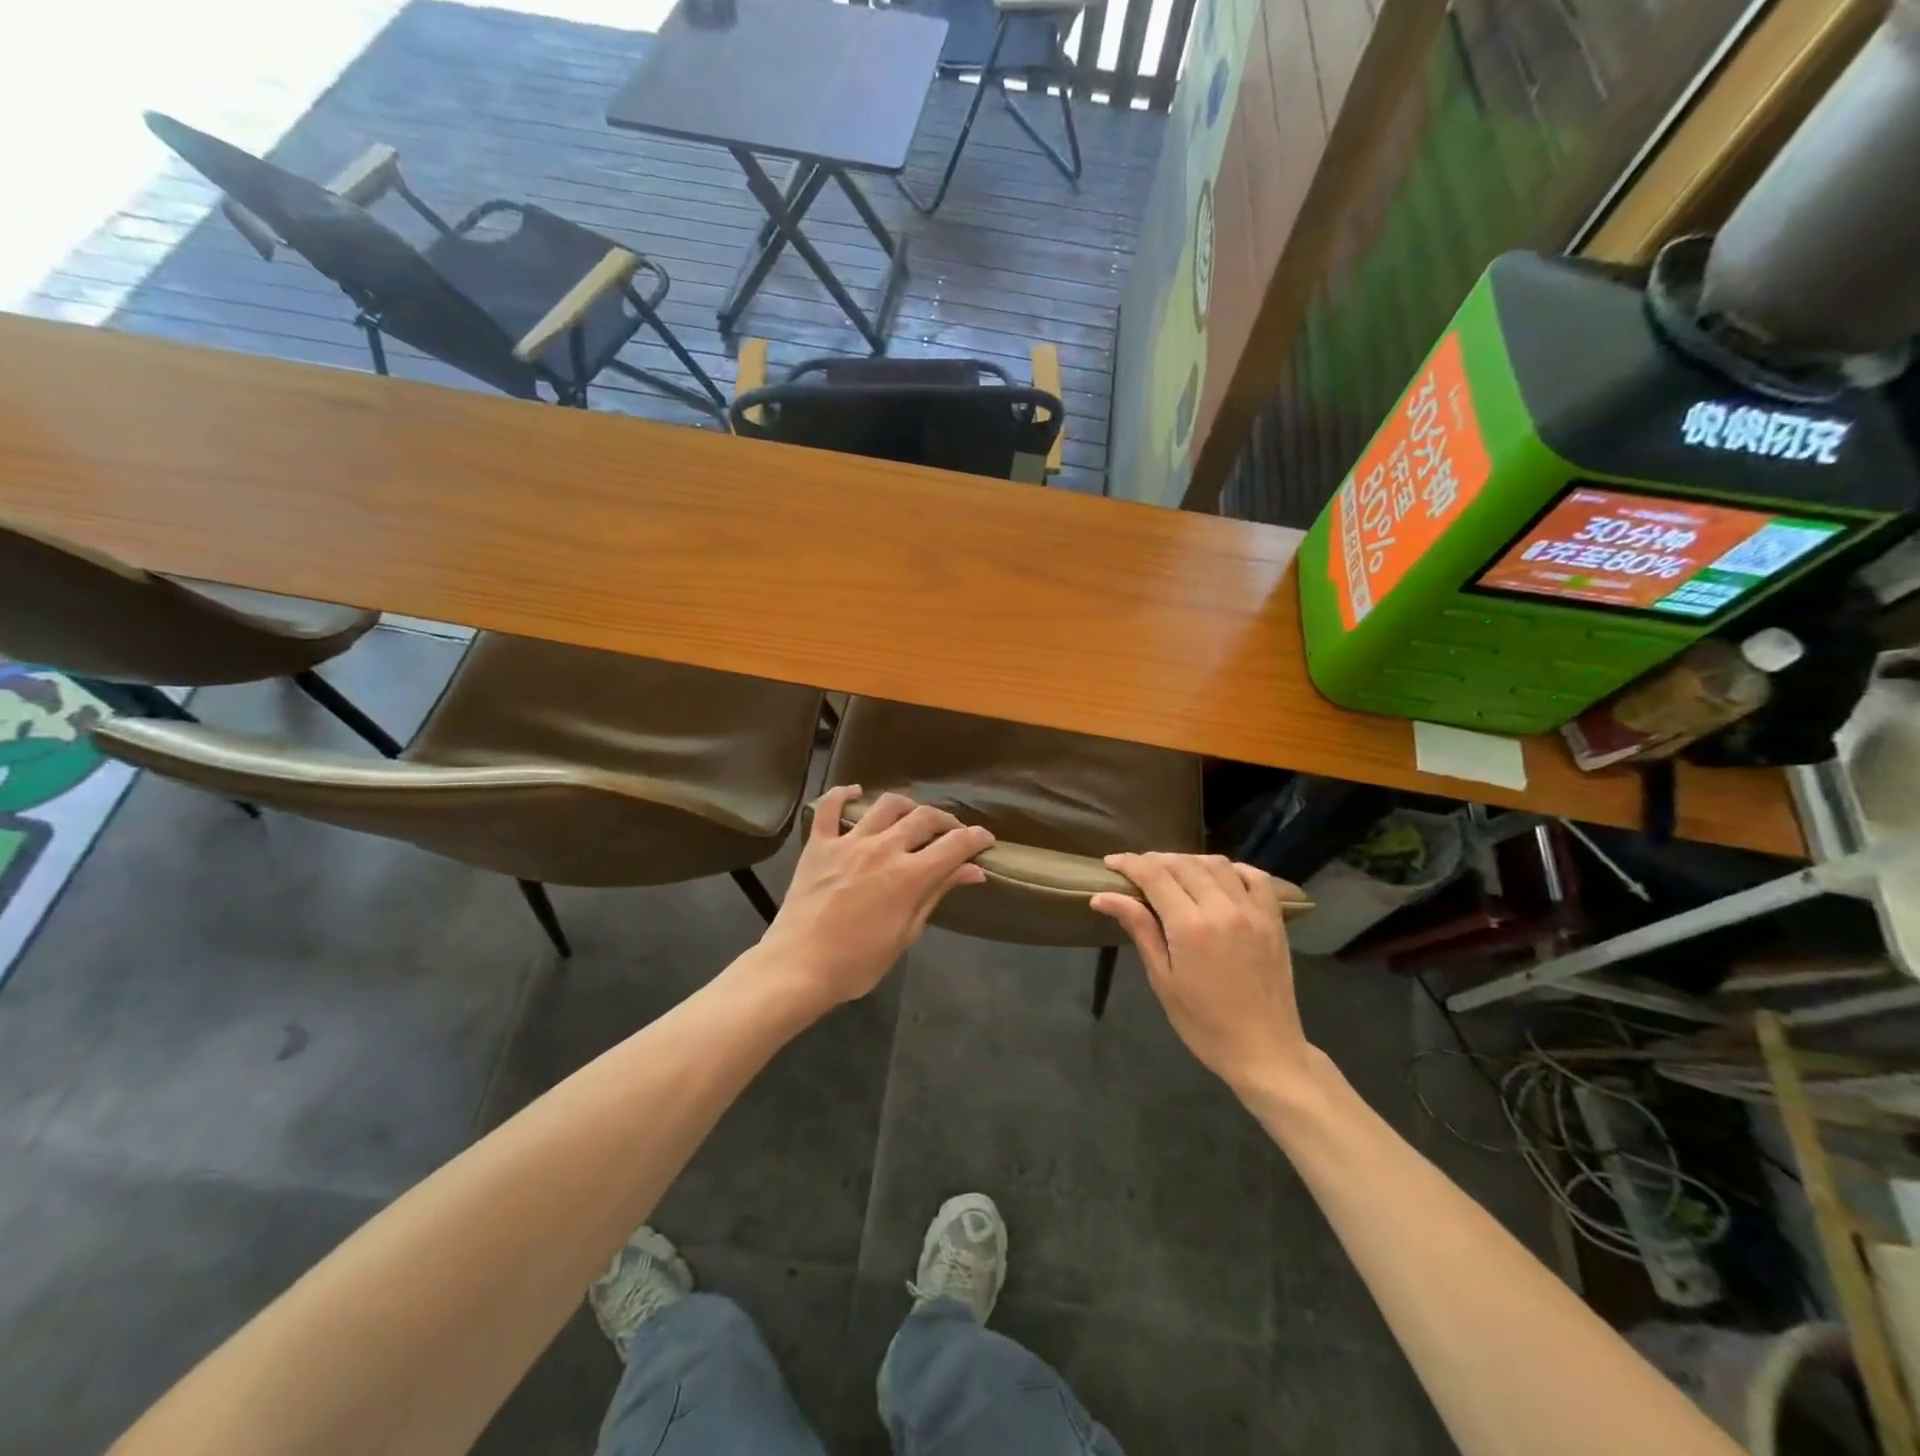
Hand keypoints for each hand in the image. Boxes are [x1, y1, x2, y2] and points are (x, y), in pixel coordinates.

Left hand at [756, 786, 993, 1011]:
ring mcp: (848, 842)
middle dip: (946, 822)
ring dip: (906, 806)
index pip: (955, 845)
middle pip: (925, 818)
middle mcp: (884, 848)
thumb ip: (937, 894)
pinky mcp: (819, 843)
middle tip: (951, 834)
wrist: (797, 967)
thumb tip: (973, 871)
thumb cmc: (857, 963)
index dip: (976, 838)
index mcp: (910, 876)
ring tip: (911, 817)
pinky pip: (829, 807)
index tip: (985, 839)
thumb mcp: (906, 934)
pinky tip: (854, 793)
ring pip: (886, 805)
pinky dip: (842, 795)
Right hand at [1089, 853, 1313, 1096]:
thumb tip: (1103, 896)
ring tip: (1172, 871)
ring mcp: (1253, 911)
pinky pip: (1255, 877)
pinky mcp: (1273, 919)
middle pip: (1183, 864)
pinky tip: (1217, 877)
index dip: (1129, 863)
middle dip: (1155, 860)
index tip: (1110, 863)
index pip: (1154, 875)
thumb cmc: (1203, 1022)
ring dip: (1189, 861)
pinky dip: (1232, 868)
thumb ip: (1139, 928)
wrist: (1264, 1050)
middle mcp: (1222, 908)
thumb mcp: (1162, 978)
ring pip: (1216, 864)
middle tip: (1136, 869)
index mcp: (1190, 926)